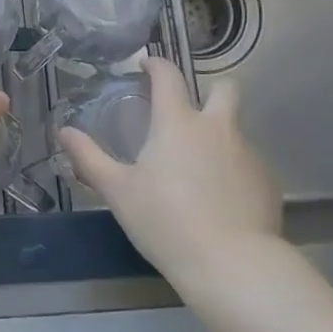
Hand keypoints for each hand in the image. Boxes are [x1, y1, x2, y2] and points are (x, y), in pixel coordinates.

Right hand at [57, 57, 281, 285]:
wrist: (232, 266)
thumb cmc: (166, 221)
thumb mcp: (118, 191)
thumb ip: (89, 158)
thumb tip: (63, 131)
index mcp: (178, 122)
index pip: (169, 76)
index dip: (156, 65)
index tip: (146, 65)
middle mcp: (217, 128)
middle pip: (225, 89)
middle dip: (211, 91)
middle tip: (191, 112)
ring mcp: (248, 155)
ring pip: (236, 130)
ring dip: (220, 138)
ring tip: (200, 170)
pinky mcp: (269, 184)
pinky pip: (249, 165)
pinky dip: (234, 172)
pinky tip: (222, 200)